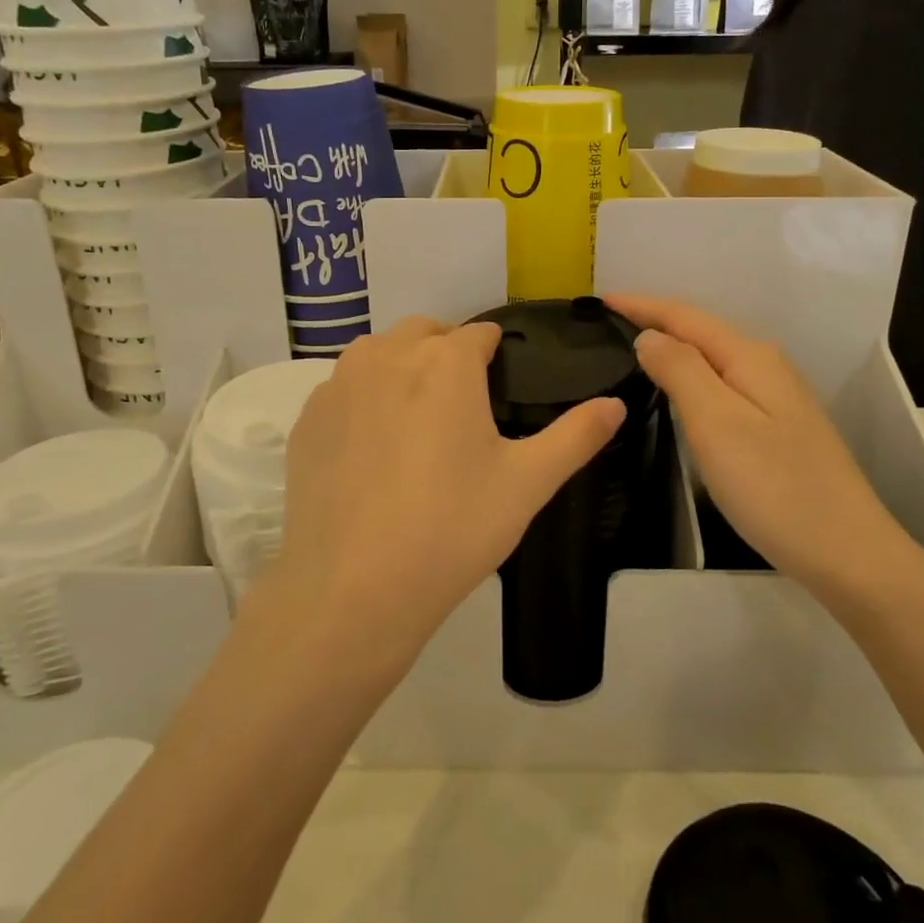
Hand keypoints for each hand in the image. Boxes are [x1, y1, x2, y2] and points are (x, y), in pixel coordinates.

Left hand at [267, 317, 626, 669]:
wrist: (352, 589)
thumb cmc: (452, 528)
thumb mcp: (528, 483)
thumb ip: (577, 436)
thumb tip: (616, 403)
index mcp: (445, 362)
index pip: (478, 334)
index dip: (494, 354)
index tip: (500, 383)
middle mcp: (388, 356)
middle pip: (424, 333)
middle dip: (445, 353)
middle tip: (461, 408)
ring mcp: (338, 385)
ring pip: (378, 354)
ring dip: (401, 369)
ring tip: (416, 425)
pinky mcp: (307, 419)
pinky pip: (343, 390)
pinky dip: (363, 401)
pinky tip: (372, 452)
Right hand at [606, 296, 918, 600]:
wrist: (847, 552)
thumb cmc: (774, 486)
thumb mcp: (717, 422)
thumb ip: (681, 370)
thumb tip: (650, 337)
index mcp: (749, 357)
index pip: (685, 316)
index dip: (641, 305)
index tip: (599, 300)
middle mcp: (766, 367)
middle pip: (701, 332)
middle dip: (655, 321)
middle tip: (607, 325)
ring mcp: (776, 398)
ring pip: (713, 359)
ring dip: (673, 348)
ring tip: (631, 351)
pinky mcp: (778, 428)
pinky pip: (723, 385)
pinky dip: (691, 378)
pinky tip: (677, 392)